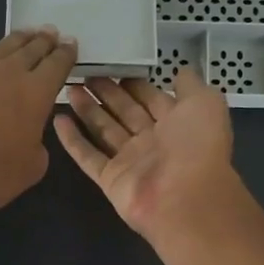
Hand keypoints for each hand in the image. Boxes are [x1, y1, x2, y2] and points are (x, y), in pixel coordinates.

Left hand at [0, 27, 76, 220]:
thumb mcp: (32, 167)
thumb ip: (37, 144)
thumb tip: (28, 134)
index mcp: (36, 92)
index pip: (57, 65)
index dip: (66, 54)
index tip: (71, 44)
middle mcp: (7, 72)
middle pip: (30, 49)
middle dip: (44, 40)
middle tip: (50, 33)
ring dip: (15, 39)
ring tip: (24, 34)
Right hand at [55, 67, 241, 242]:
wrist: (185, 199)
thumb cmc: (197, 146)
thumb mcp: (205, 104)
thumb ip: (191, 86)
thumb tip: (179, 71)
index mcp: (176, 123)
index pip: (150, 98)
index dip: (133, 83)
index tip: (113, 65)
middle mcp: (152, 141)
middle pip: (124, 112)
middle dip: (106, 93)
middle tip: (84, 74)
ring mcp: (129, 161)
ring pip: (104, 130)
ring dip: (87, 110)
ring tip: (68, 88)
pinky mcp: (109, 179)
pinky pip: (88, 156)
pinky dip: (72, 140)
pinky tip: (58, 119)